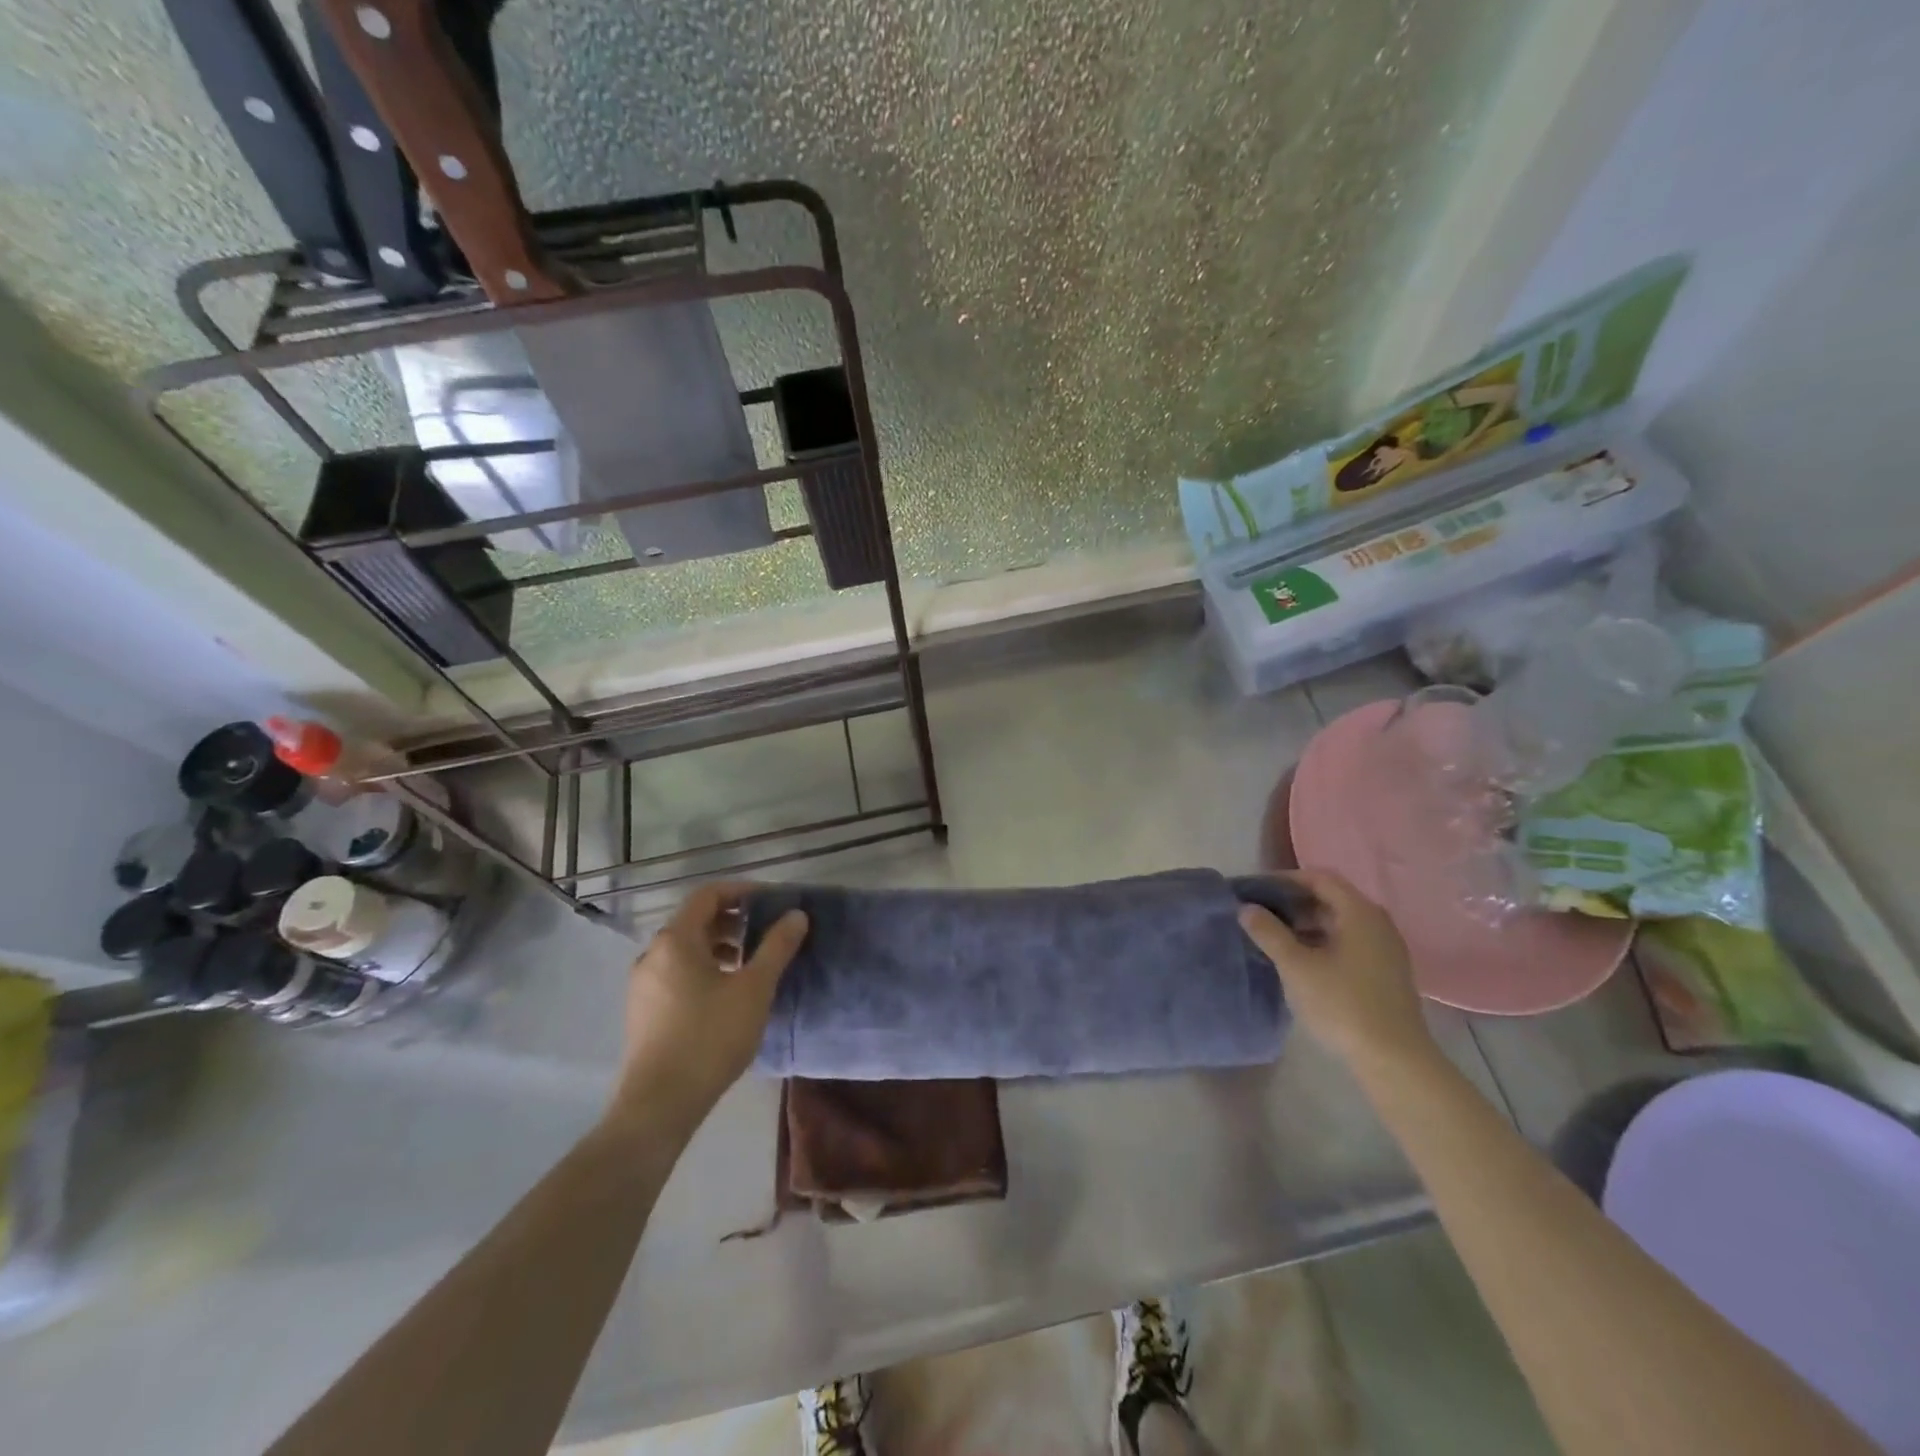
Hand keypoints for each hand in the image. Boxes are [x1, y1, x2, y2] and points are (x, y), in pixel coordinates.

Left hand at [609, 883, 808, 1132]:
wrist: (659, 1104)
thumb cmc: (710, 1037)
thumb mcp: (754, 988)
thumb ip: (777, 947)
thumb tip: (797, 915)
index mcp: (676, 940)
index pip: (708, 895)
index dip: (742, 891)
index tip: (772, 901)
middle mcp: (652, 954)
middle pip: (695, 920)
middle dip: (733, 920)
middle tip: (766, 932)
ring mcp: (642, 984)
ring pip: (685, 948)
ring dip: (719, 945)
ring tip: (750, 963)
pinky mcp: (642, 1010)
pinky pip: (675, 972)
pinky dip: (703, 967)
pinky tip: (726, 993)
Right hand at [1238, 869, 1431, 1071]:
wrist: (1394, 1060)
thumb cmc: (1342, 1004)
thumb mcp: (1296, 966)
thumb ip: (1269, 932)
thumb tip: (1246, 908)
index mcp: (1359, 913)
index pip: (1320, 878)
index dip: (1285, 879)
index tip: (1256, 889)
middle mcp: (1377, 923)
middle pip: (1332, 898)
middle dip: (1294, 902)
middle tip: (1261, 912)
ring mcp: (1385, 949)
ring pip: (1340, 922)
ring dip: (1307, 923)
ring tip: (1275, 936)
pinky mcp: (1386, 972)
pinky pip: (1350, 942)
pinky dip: (1323, 941)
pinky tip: (1301, 960)